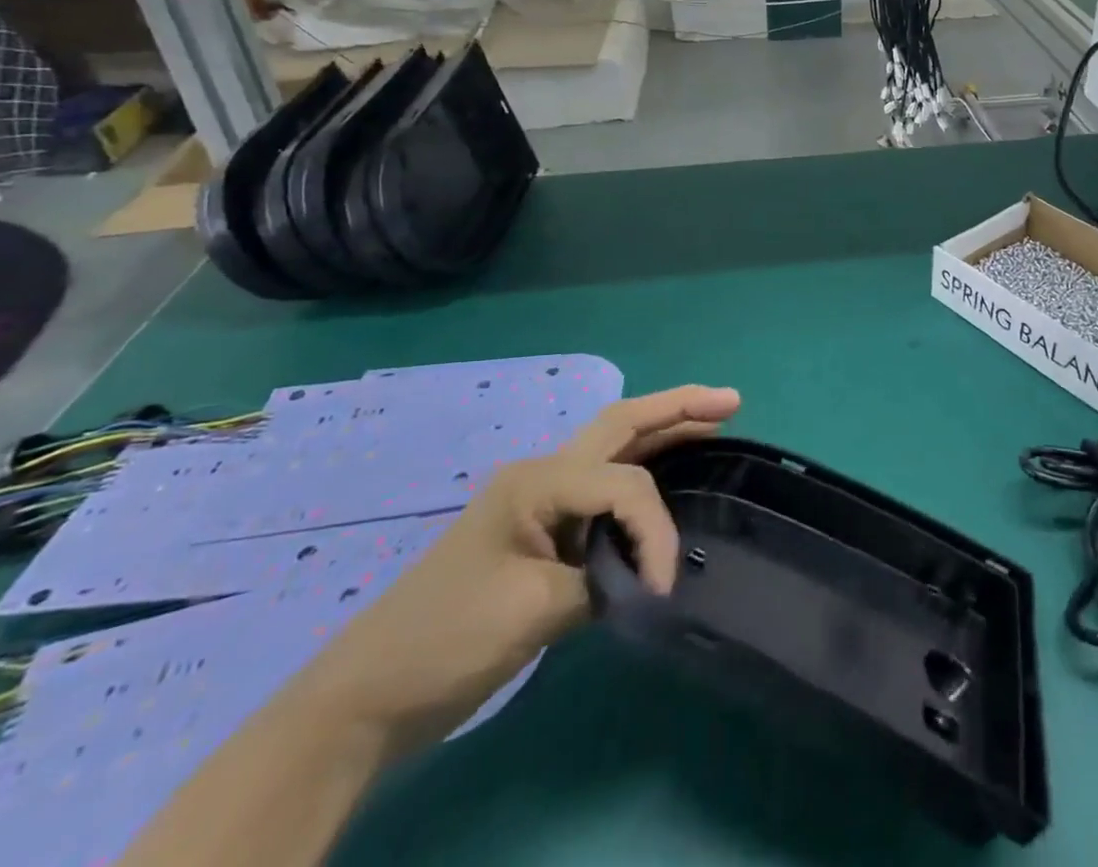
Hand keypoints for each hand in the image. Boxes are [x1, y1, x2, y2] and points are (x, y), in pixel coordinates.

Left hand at [287, 384, 740, 756]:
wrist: (366, 695)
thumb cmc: (445, 639)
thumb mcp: (532, 609)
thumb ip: (602, 580)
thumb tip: (645, 577)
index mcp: (538, 481)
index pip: (623, 486)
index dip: (655, 529)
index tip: (662, 587)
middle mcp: (542, 476)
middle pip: (622, 425)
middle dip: (678, 408)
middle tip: (731, 401)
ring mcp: (539, 501)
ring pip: (614, 450)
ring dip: (664, 433)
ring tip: (713, 423)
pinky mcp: (541, 532)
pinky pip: (603, 489)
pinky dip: (642, 478)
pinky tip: (667, 479)